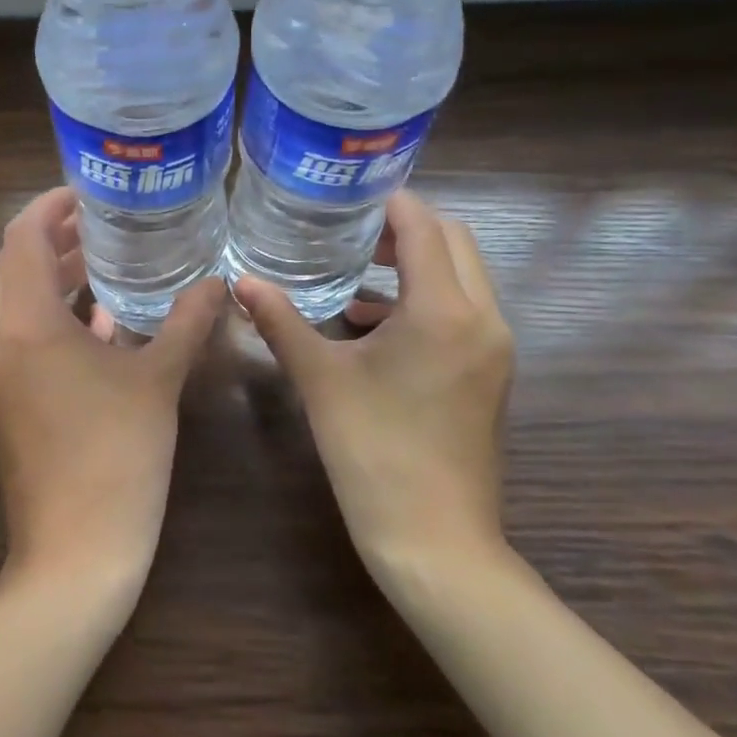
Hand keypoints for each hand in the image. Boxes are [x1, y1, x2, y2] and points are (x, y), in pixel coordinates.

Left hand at [0, 187, 226, 592]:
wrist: (74, 556)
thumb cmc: (117, 458)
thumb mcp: (158, 381)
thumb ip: (187, 322)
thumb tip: (217, 282)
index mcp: (23, 323)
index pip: (22, 236)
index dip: (52, 205)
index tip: (91, 192)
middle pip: (15, 264)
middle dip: (57, 236)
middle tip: (109, 219)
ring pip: (18, 300)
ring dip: (56, 275)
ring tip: (109, 256)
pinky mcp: (5, 397)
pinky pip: (24, 335)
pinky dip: (56, 314)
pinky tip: (103, 317)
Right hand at [234, 188, 514, 574]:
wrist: (436, 541)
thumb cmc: (374, 452)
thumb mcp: (321, 379)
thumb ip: (281, 321)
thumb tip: (241, 282)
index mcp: (444, 310)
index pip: (424, 226)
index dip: (389, 202)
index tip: (348, 195)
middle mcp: (483, 318)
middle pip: (454, 241)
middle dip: (406, 227)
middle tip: (352, 231)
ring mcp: (495, 348)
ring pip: (464, 276)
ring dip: (418, 262)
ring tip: (359, 272)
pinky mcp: (492, 373)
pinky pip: (464, 310)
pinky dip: (427, 298)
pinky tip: (374, 324)